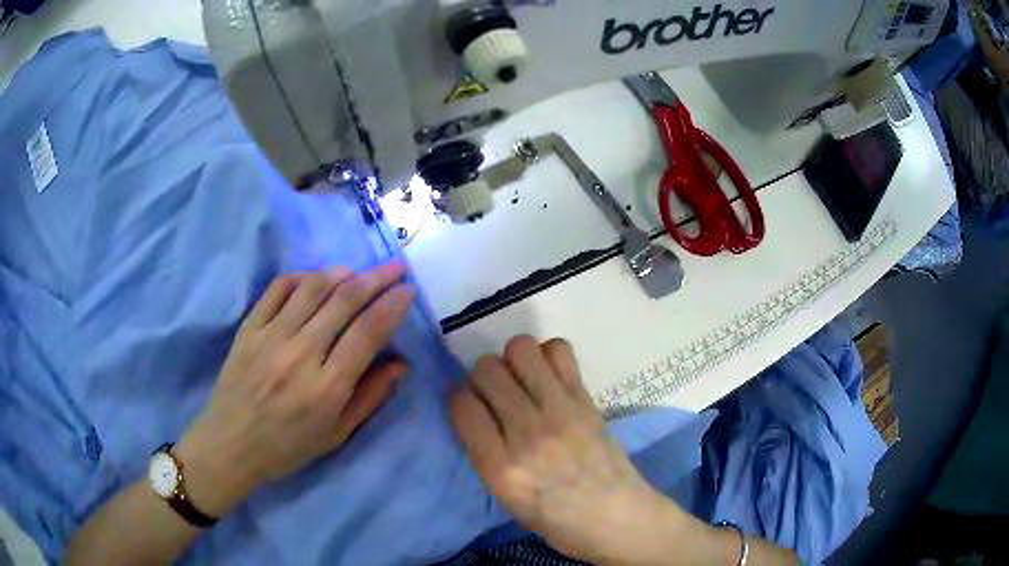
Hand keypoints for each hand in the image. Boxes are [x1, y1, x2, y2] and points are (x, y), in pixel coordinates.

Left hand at [175, 262, 414, 516]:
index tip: (407, 289)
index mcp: (327, 387)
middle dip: (376, 279)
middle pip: (344, 301)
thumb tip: (401, 364)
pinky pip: (277, 289)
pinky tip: (314, 279)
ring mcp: (270, 337)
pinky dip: (300, 277)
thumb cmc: (288, 447)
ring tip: (357, 271)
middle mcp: (300, 354)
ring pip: (311, 288)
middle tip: (395, 267)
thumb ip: (370, 397)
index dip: (392, 306)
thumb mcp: (336, 435)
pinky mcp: (248, 328)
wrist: (231, 445)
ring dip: (340, 274)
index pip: (367, 332)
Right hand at [449, 336, 690, 564]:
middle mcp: (528, 433)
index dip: (460, 400)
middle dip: (483, 378)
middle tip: (496, 395)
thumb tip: (476, 409)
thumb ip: (485, 453)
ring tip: (522, 381)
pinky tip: (549, 379)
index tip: (471, 408)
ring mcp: (561, 411)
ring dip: (513, 360)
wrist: (617, 518)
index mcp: (501, 468)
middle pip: (487, 370)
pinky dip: (548, 356)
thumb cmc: (556, 520)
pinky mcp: (586, 399)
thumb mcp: (505, 499)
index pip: (462, 404)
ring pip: (520, 349)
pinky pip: (559, 349)